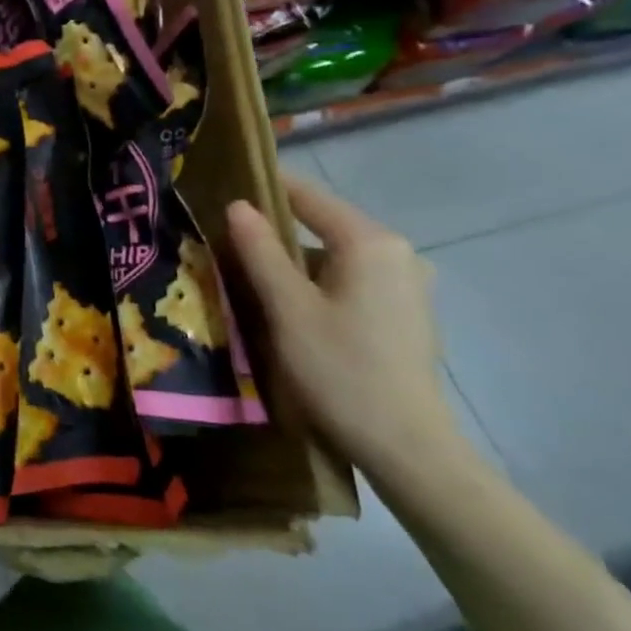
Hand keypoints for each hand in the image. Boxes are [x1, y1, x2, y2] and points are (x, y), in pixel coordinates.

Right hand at [226, 174, 466, 483]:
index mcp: (371, 242)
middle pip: (324, 224)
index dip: (266, 187)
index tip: (223, 183)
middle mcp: (397, 253)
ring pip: (335, 255)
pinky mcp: (405, 313)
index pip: (309, 196)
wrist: (407, 448)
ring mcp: (407, 285)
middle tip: (226, 236)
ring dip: (294, 260)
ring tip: (249, 272)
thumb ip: (260, 251)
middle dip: (276, 229)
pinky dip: (318, 282)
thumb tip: (237, 206)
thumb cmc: (341, 370)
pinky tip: (290, 305)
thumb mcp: (287, 308)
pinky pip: (351, 279)